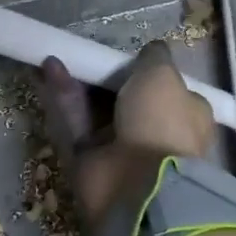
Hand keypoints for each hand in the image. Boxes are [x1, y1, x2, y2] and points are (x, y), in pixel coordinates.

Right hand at [38, 40, 215, 232]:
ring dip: (77, 82)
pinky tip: (49, 69)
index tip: (126, 56)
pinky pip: (75, 123)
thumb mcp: (163, 75)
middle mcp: (155, 132)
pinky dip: (63, 97)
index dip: (147, 72)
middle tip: (85, 54)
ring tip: (55, 55)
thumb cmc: (161, 122)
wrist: (140, 186)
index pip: (168, 90)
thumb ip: (154, 58)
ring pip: (95, 109)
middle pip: (126, 98)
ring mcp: (121, 148)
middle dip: (104, 76)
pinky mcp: (90, 159)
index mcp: (186, 116)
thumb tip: (152, 49)